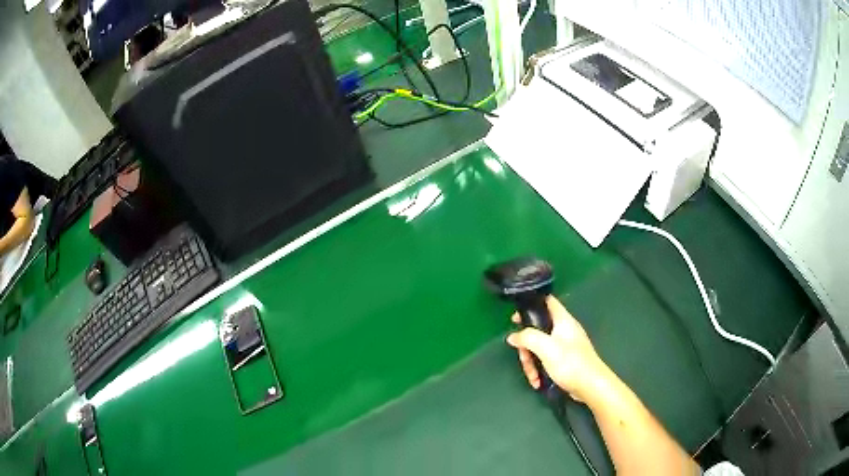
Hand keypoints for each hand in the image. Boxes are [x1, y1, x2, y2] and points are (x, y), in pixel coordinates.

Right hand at [506, 296, 609, 401]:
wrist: (590, 386)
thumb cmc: (570, 363)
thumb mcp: (545, 348)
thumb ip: (527, 338)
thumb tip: (513, 336)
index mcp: (562, 320)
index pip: (547, 301)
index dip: (531, 305)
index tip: (516, 318)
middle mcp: (563, 330)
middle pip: (538, 330)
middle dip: (527, 346)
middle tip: (524, 358)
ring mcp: (564, 345)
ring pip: (539, 348)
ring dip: (532, 363)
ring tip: (533, 377)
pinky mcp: (564, 360)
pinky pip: (546, 359)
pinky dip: (540, 369)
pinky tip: (538, 381)